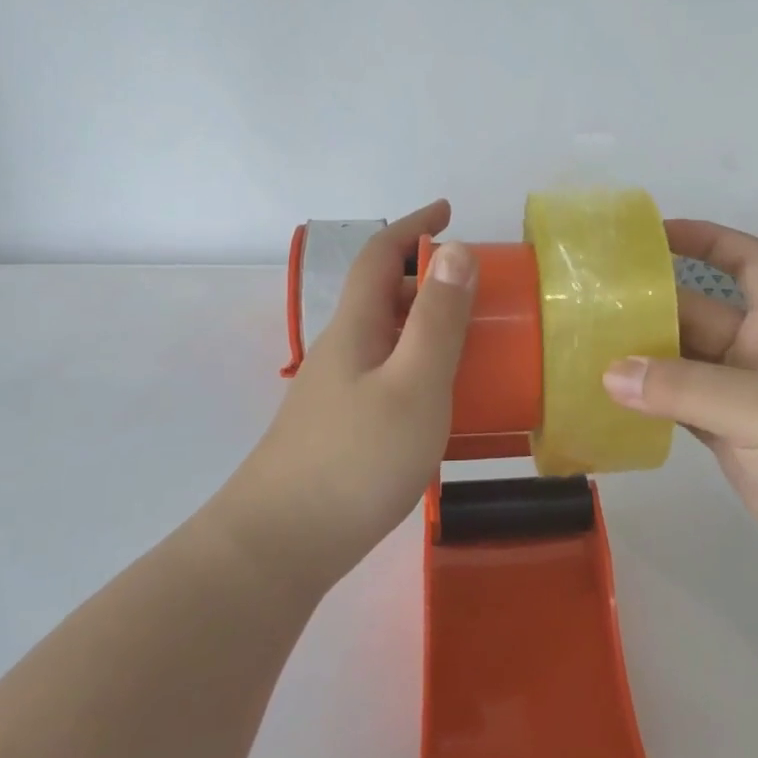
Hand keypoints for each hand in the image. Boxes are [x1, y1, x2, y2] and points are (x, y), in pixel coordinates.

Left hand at [229, 202, 476, 588]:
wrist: (279, 546)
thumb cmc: (355, 458)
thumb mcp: (414, 384)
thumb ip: (438, 319)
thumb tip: (456, 249)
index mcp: (356, 327)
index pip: (379, 255)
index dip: (413, 226)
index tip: (448, 210)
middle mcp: (342, 350)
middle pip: (382, 294)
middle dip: (428, 276)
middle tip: (479, 287)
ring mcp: (338, 392)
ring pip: (387, 337)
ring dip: (426, 323)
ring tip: (472, 340)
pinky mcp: (342, 427)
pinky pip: (388, 374)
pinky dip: (420, 365)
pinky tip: (443, 400)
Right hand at [602, 220, 757, 594]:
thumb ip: (683, 388)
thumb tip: (609, 373)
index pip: (746, 261)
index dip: (706, 239)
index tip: (653, 234)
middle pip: (698, 314)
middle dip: (650, 306)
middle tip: (586, 306)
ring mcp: (744, 401)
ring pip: (682, 365)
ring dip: (641, 358)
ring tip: (582, 350)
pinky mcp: (732, 442)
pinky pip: (680, 409)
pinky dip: (648, 403)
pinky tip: (609, 401)